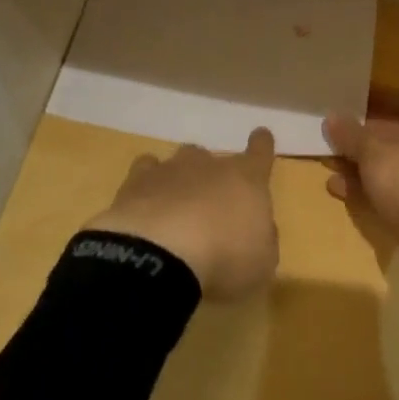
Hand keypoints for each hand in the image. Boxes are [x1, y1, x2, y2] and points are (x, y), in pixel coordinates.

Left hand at [86, 129, 278, 298]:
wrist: (161, 254)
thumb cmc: (224, 259)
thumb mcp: (262, 263)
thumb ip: (263, 239)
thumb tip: (257, 228)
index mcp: (247, 179)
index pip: (260, 152)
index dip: (261, 145)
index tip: (261, 136)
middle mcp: (209, 164)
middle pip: (213, 158)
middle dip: (212, 177)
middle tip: (210, 208)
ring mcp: (170, 169)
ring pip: (179, 161)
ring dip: (180, 179)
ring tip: (175, 206)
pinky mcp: (135, 182)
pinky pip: (145, 172)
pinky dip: (147, 186)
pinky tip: (144, 204)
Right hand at [323, 89, 398, 275]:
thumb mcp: (373, 150)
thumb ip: (350, 134)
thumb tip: (331, 117)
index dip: (374, 100)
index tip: (347, 101)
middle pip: (393, 136)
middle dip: (360, 138)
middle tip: (330, 135)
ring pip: (388, 165)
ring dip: (358, 165)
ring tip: (326, 162)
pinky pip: (388, 190)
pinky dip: (364, 188)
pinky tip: (335, 187)